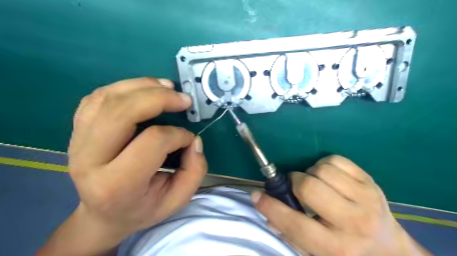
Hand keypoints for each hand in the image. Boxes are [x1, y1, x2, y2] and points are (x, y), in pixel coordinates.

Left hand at [36, 77, 207, 254]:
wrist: (103, 214)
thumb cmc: (143, 208)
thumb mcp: (177, 200)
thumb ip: (194, 171)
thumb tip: (194, 140)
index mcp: (117, 184)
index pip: (153, 141)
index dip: (179, 135)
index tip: (189, 139)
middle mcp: (89, 160)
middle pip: (121, 112)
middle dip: (159, 98)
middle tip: (183, 99)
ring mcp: (77, 142)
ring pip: (107, 98)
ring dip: (142, 86)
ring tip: (167, 87)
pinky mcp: (77, 130)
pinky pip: (97, 97)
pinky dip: (124, 87)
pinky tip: (144, 91)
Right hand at [252, 155, 432, 255]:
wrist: (390, 251)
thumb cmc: (347, 253)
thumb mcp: (316, 253)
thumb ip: (288, 232)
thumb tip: (265, 206)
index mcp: (336, 247)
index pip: (294, 223)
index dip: (270, 207)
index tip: (256, 195)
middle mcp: (353, 222)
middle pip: (309, 187)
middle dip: (294, 182)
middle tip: (294, 186)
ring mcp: (365, 198)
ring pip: (321, 170)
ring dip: (310, 173)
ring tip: (314, 183)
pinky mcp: (370, 181)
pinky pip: (336, 160)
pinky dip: (324, 165)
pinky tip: (327, 177)